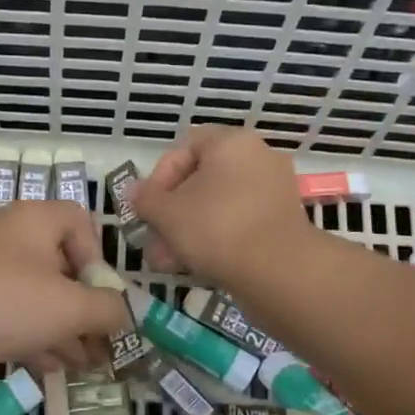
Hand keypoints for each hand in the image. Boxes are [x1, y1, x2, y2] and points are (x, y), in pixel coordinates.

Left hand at [0, 202, 131, 404]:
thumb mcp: (68, 308)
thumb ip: (107, 310)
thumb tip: (124, 314)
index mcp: (37, 220)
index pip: (81, 223)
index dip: (99, 260)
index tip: (100, 297)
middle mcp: (9, 237)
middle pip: (61, 267)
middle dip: (85, 310)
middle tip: (101, 348)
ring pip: (34, 297)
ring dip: (61, 330)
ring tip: (81, 368)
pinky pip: (7, 315)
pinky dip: (30, 337)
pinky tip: (45, 370)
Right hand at [132, 126, 313, 286]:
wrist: (279, 271)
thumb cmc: (216, 228)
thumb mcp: (168, 213)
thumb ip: (146, 199)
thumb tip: (133, 191)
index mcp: (232, 143)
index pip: (185, 147)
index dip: (160, 176)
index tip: (148, 207)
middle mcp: (257, 158)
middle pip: (201, 180)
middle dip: (171, 213)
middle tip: (154, 242)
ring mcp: (273, 190)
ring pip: (217, 205)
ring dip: (187, 231)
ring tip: (168, 262)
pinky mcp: (281, 221)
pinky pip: (239, 221)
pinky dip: (215, 239)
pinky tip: (195, 265)